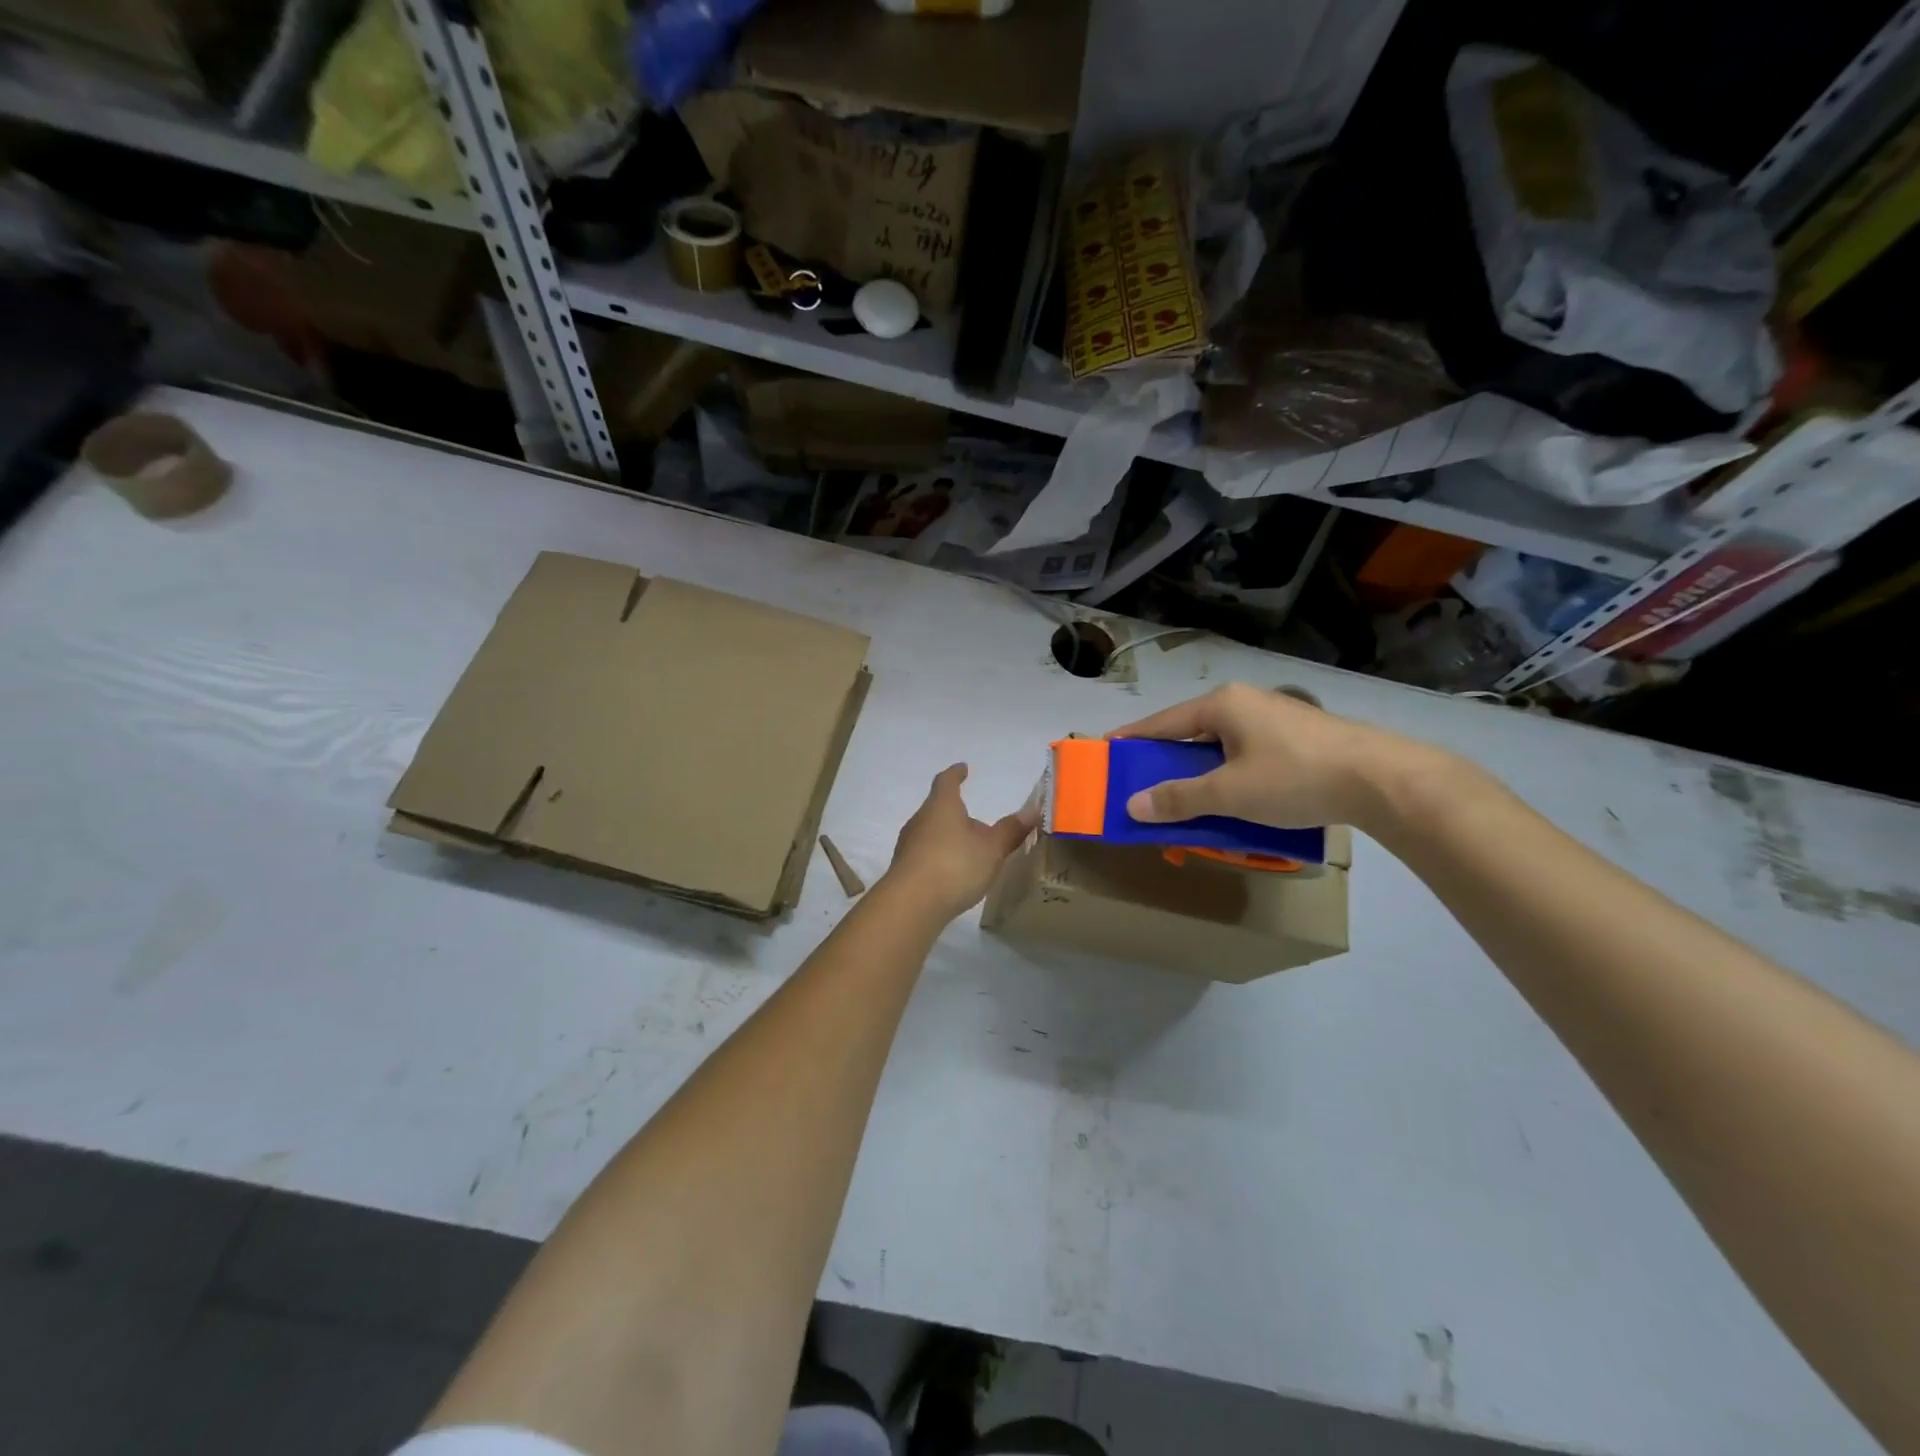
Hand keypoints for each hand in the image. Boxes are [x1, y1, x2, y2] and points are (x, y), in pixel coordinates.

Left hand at [883, 764, 1037, 920]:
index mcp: (941, 806)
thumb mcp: (991, 849)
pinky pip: (924, 855)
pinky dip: (939, 857)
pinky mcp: (904, 870)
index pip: (946, 781)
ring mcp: (908, 845)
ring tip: (967, 850)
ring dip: (948, 837)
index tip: (963, 768)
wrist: (911, 904)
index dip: (955, 774)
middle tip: (975, 822)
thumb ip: (1010, 830)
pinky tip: (951, 873)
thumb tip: (1032, 810)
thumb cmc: (955, 865)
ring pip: (930, 833)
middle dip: (955, 813)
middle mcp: (920, 820)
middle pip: (937, 809)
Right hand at [1111, 683, 1444, 833]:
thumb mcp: (1230, 793)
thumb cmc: (1295, 777)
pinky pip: (1246, 753)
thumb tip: (1133, 804)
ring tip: (1186, 797)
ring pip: (1221, 744)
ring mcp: (1275, 717)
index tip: (1106, 752)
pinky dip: (1229, 773)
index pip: (1161, 722)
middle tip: (1144, 785)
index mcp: (1222, 704)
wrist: (1383, 780)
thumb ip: (1179, 798)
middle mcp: (1245, 702)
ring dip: (1200, 770)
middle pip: (1190, 731)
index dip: (1131, 739)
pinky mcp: (1298, 736)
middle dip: (1167, 760)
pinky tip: (1233, 797)